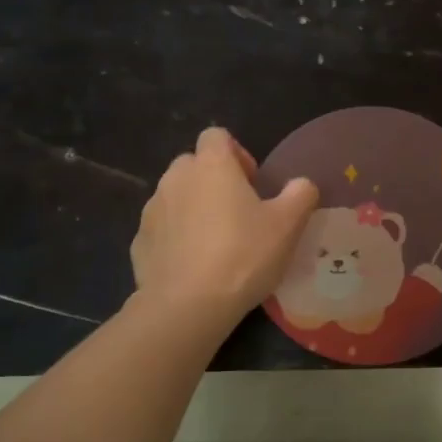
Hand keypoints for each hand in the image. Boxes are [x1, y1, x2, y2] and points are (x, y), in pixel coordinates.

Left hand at [131, 128, 318, 328]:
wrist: (187, 305)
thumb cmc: (243, 255)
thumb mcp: (288, 225)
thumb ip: (300, 194)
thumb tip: (302, 184)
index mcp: (211, 165)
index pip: (217, 136)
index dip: (237, 153)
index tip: (253, 184)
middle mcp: (175, 178)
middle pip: (194, 164)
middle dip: (213, 181)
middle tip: (238, 213)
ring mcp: (152, 210)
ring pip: (175, 196)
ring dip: (194, 208)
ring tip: (216, 243)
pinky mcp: (140, 242)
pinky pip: (162, 229)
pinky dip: (176, 238)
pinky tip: (194, 266)